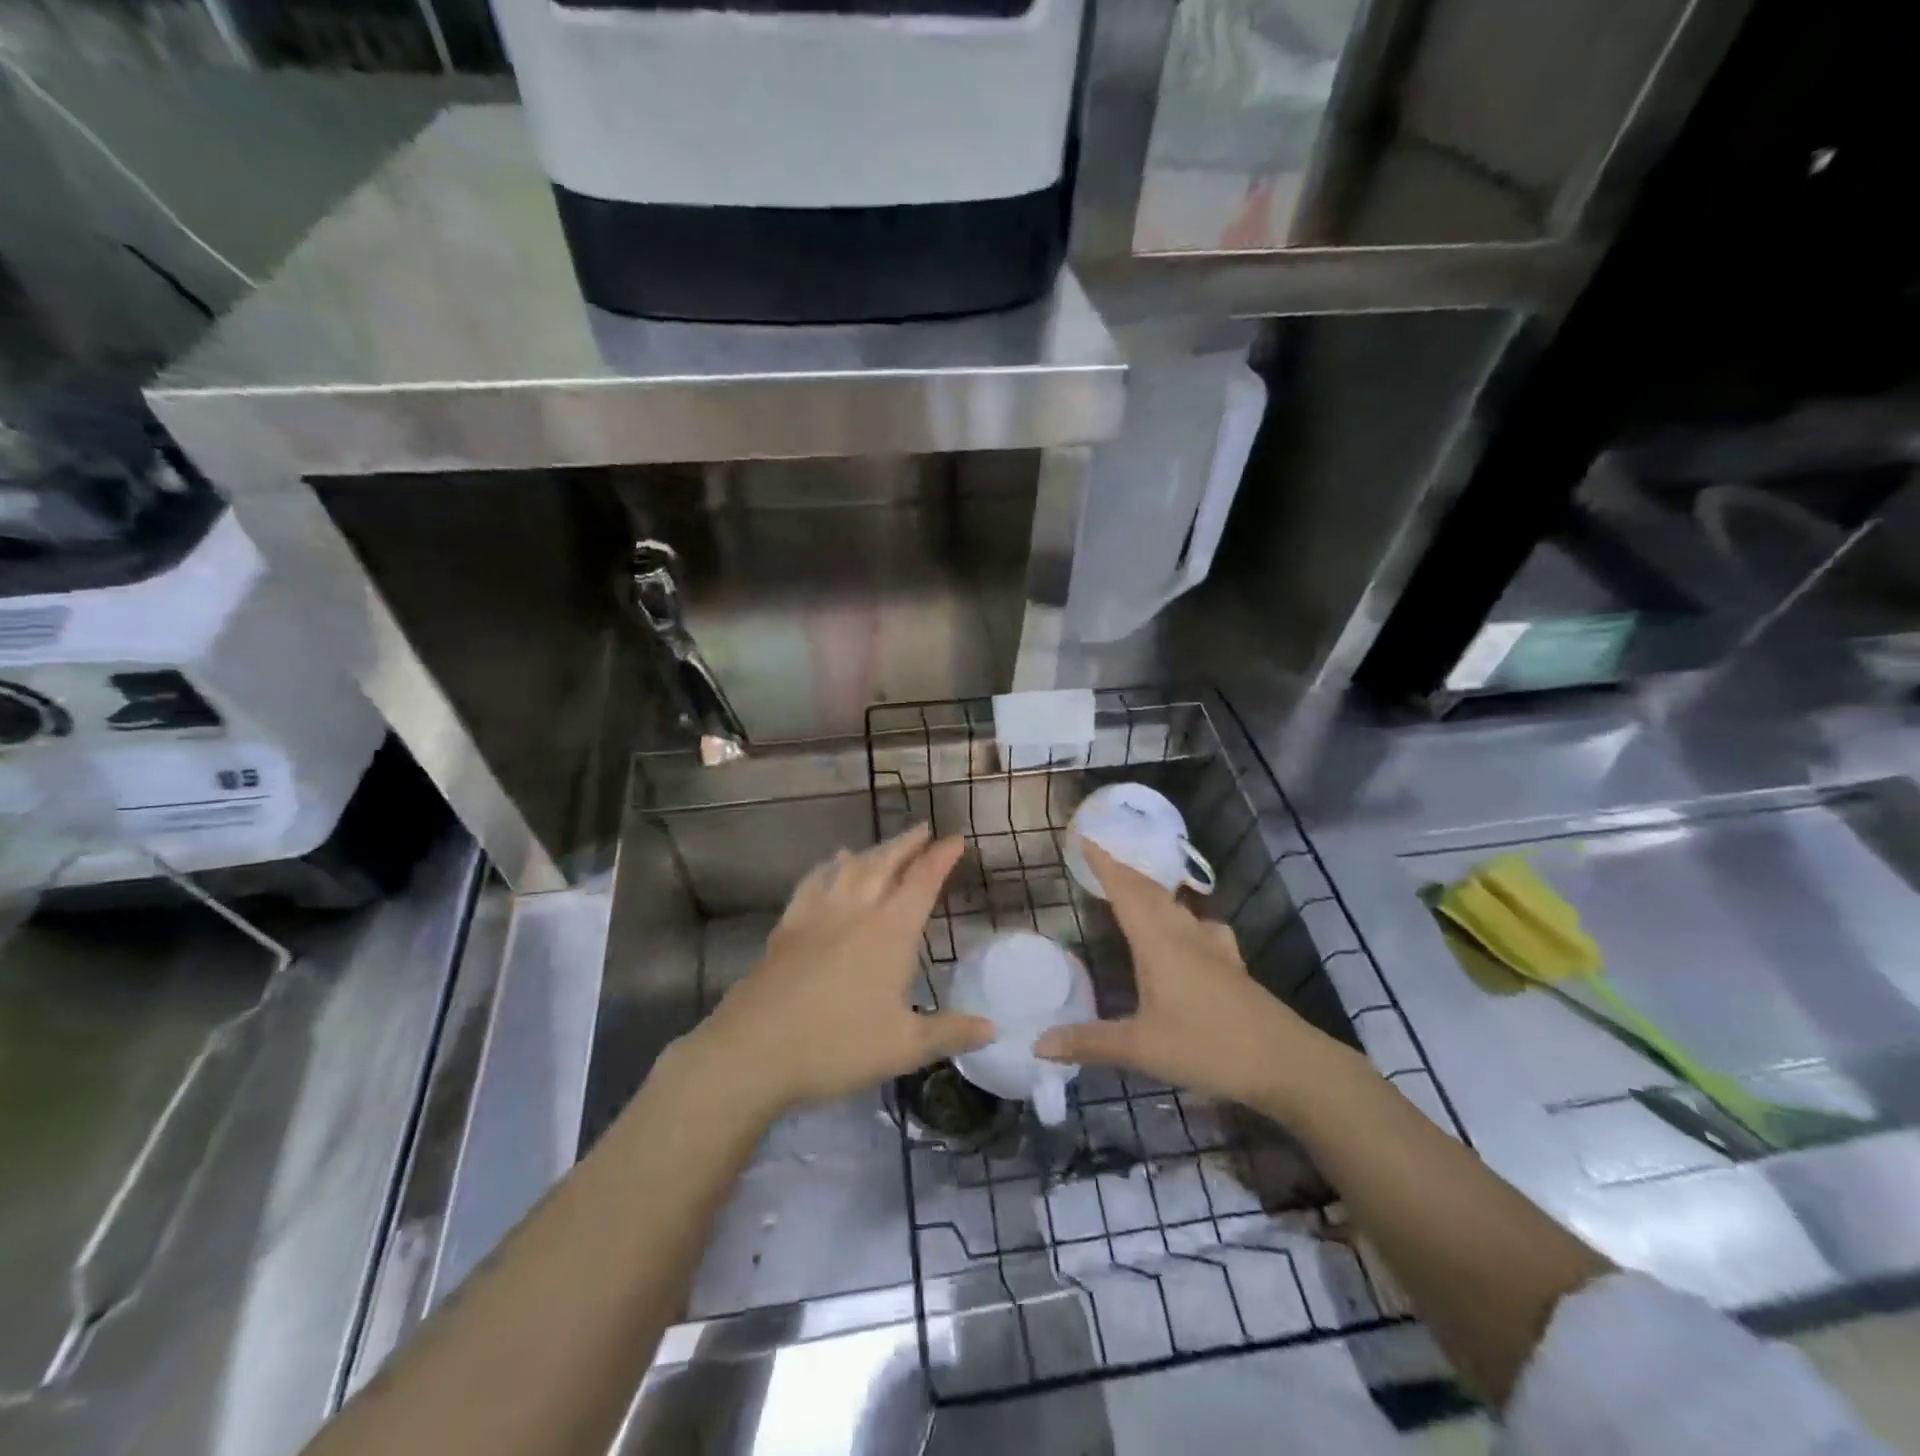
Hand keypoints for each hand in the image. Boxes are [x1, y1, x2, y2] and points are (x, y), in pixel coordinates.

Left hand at [680, 825, 992, 1117]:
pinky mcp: (788, 927)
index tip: (955, 838)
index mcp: (890, 932)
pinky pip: (812, 883)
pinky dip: (827, 868)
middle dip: (907, 844)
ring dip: (872, 851)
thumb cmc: (837, 1046)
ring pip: (850, 868)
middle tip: (923, 829)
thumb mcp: (904, 1047)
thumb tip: (992, 1028)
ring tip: (885, 845)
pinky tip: (830, 864)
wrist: (754, 1049)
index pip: (922, 882)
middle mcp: (856, 912)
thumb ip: (950, 1032)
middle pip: (885, 864)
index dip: (940, 858)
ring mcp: (817, 915)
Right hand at [1036, 842, 1337, 1109]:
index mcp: (1158, 943)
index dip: (1105, 864)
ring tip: (1136, 888)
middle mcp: (1184, 935)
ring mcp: (1213, 948)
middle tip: (1102, 860)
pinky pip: (1200, 926)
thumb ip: (1089, 1042)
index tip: (1086, 838)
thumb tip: (1039, 1044)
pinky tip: (1190, 929)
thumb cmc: (1208, 1047)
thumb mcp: (1141, 1049)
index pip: (1126, 891)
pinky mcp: (1232, 965)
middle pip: (1151, 891)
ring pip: (1177, 906)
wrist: (1286, 1062)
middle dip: (1124, 872)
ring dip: (1152, 891)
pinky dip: (1184, 916)